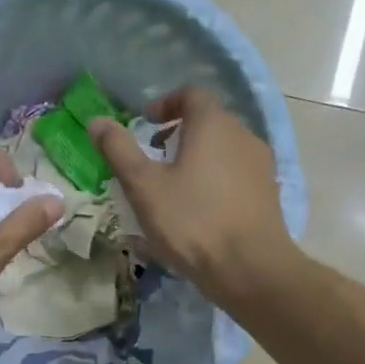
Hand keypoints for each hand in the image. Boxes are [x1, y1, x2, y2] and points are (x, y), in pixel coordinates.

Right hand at [90, 88, 300, 307]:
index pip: (192, 95)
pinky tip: (199, 211)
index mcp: (214, 125)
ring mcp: (260, 166)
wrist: (250, 269)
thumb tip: (96, 121)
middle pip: (209, 122)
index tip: (145, 123)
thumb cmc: (192, 221)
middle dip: (179, 133)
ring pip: (223, 150)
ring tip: (174, 188)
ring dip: (197, 158)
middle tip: (153, 158)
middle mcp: (243, 136)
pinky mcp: (268, 194)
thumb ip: (119, 150)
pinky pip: (235, 175)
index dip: (166, 103)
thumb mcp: (144, 186)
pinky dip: (214, 180)